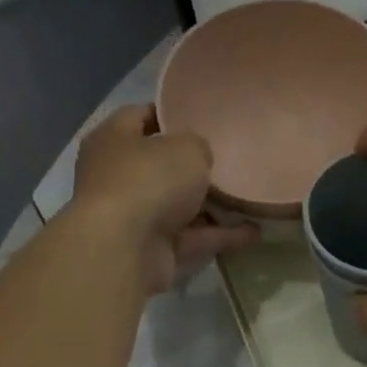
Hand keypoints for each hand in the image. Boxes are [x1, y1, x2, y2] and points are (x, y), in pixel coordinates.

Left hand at [71, 104, 258, 295]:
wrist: (125, 250)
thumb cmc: (148, 181)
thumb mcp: (186, 148)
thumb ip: (198, 147)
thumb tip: (200, 160)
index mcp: (114, 139)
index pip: (140, 116)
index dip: (170, 115)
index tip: (202, 118)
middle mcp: (120, 177)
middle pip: (161, 167)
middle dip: (193, 168)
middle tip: (230, 162)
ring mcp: (136, 217)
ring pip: (180, 207)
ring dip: (212, 207)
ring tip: (249, 199)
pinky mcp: (154, 251)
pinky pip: (193, 239)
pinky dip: (220, 237)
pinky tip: (253, 233)